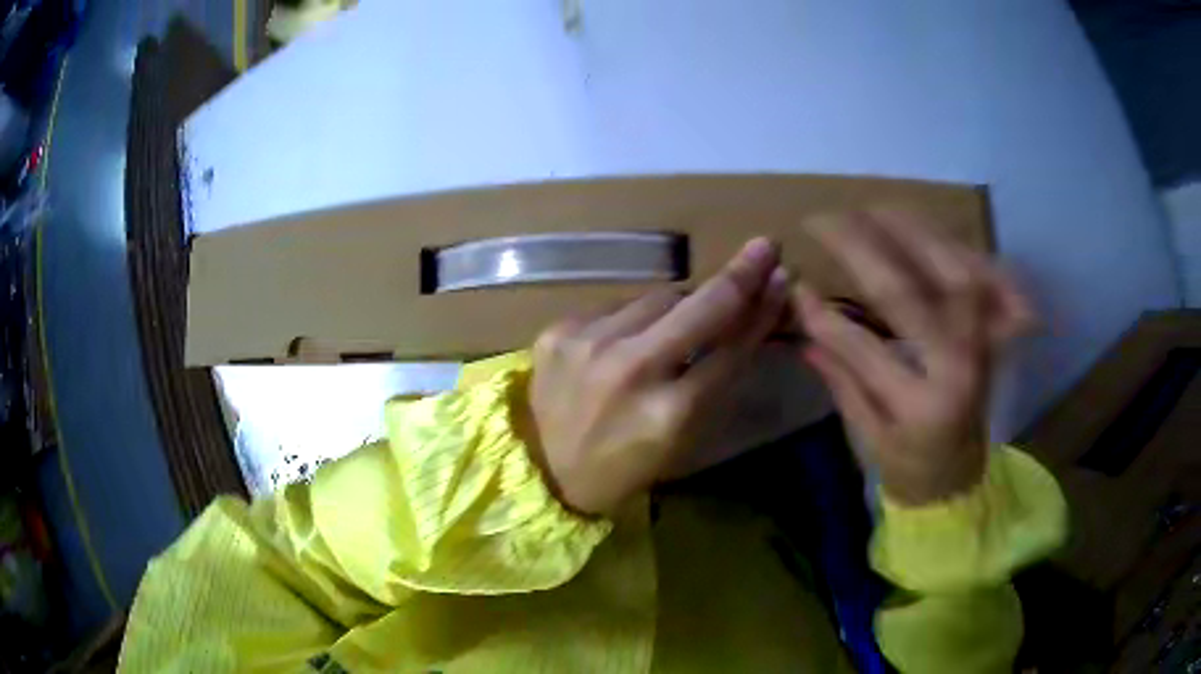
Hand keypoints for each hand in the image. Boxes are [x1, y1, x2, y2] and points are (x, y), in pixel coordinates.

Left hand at [525, 239, 788, 515]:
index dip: (760, 311)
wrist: (546, 472)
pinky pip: (617, 305)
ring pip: (658, 298)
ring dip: (680, 304)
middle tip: (765, 247)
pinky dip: (635, 316)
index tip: (780, 279)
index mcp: (669, 413)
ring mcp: (588, 343)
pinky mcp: (558, 330)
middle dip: (738, 275)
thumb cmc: (626, 465)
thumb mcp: (683, 439)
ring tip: (681, 322)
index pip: (730, 348)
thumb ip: (717, 379)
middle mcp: (630, 370)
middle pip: (700, 307)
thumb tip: (748, 319)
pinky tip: (630, 337)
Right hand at [793, 211, 1033, 505]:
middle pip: (912, 292)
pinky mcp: (999, 331)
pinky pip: (984, 274)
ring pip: (952, 269)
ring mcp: (986, 344)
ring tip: (872, 210)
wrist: (962, 479)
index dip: (824, 315)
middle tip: (828, 220)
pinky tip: (927, 230)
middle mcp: (959, 368)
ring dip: (911, 232)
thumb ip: (840, 376)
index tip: (795, 285)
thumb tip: (802, 317)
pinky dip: (957, 246)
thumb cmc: (911, 467)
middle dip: (864, 248)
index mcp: (922, 408)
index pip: (864, 348)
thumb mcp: (867, 436)